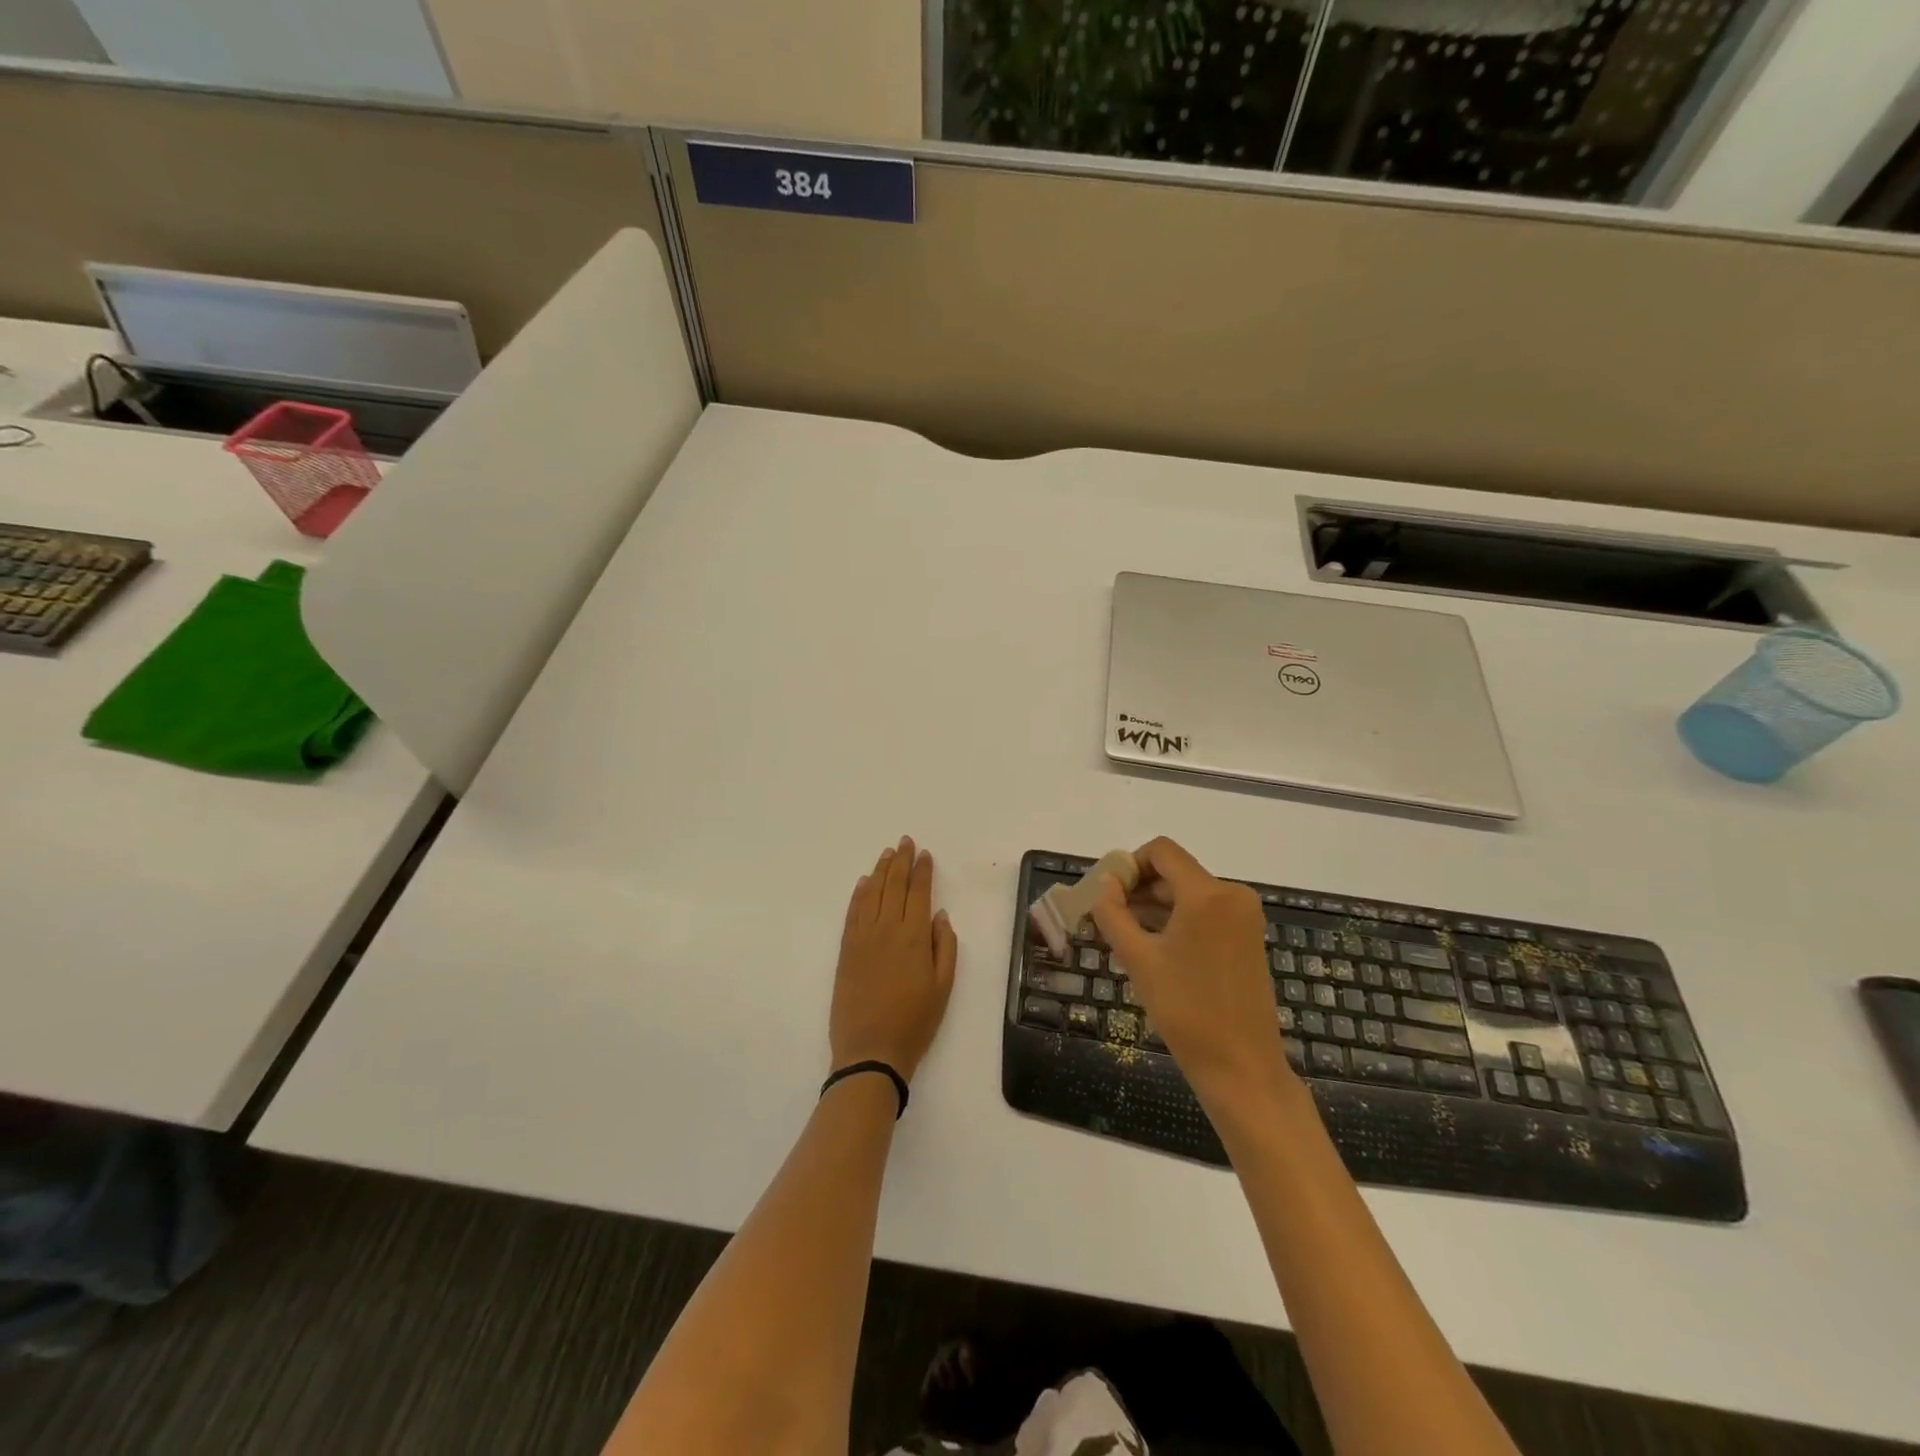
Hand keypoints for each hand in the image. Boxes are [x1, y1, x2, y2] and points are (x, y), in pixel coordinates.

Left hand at [829, 836, 957, 1081]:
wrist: (870, 1050)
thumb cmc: (915, 1021)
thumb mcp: (943, 987)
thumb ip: (944, 946)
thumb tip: (939, 915)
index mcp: (914, 936)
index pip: (919, 892)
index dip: (922, 871)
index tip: (925, 854)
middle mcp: (887, 928)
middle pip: (894, 885)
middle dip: (901, 861)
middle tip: (905, 842)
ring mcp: (862, 937)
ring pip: (872, 893)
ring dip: (880, 871)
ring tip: (887, 853)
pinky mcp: (846, 950)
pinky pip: (852, 912)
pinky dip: (859, 894)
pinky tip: (864, 882)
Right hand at [1091, 837, 1292, 1108]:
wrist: (1242, 1067)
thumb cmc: (1186, 1011)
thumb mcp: (1139, 960)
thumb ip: (1114, 914)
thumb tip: (1105, 884)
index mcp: (1207, 894)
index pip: (1162, 852)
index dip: (1129, 864)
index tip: (1107, 894)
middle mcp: (1232, 895)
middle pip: (1175, 872)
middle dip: (1139, 888)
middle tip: (1106, 917)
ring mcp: (1244, 917)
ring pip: (1189, 893)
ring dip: (1155, 906)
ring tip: (1123, 936)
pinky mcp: (1248, 937)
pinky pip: (1205, 913)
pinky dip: (1177, 920)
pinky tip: (1153, 947)